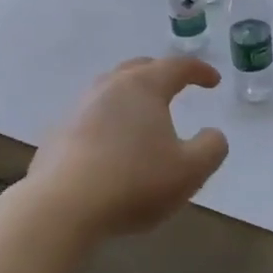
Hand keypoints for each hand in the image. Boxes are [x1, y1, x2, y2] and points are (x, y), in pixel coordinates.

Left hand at [29, 58, 230, 240]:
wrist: (63, 205)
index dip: (199, 71)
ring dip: (132, 97)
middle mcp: (109, 86)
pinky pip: (91, 116)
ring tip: (144, 115)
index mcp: (144, 87)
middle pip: (139, 69)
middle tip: (176, 86)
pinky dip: (109, 121)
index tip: (213, 81)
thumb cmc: (134, 182)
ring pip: (111, 90)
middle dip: (161, 74)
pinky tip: (112, 144)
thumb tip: (213, 134)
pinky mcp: (59, 132)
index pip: (177, 67)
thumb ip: (211, 148)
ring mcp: (79, 107)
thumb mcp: (190, 171)